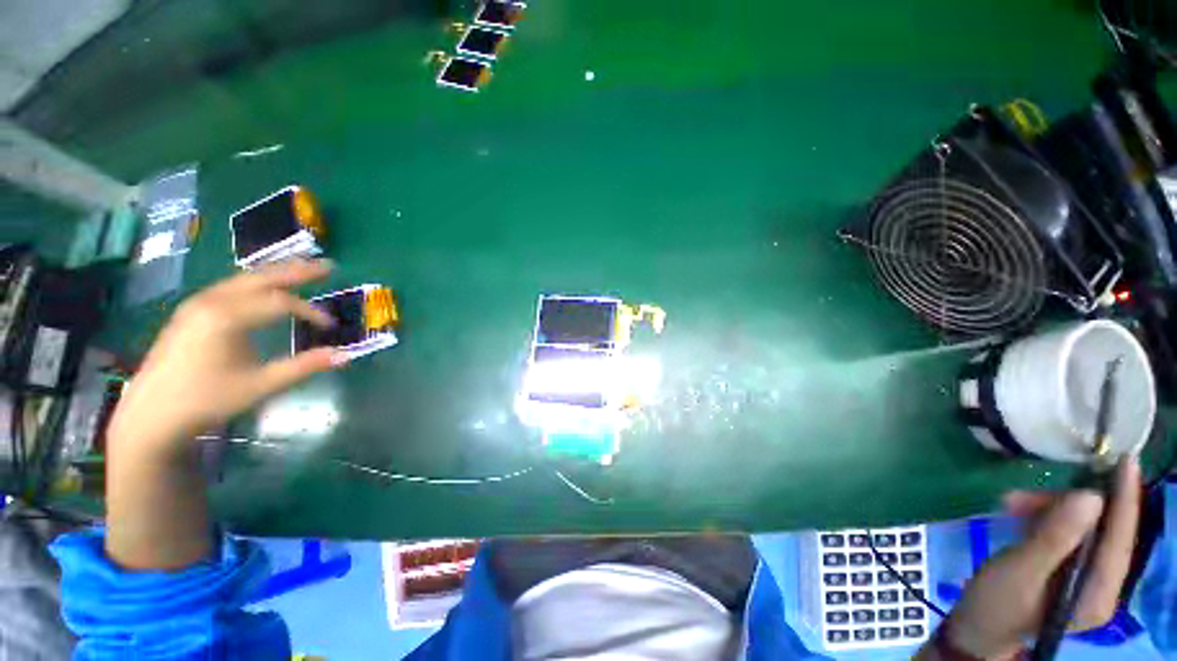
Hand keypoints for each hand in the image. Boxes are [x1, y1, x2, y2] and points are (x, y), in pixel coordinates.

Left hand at [109, 259, 341, 453]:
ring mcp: (197, 304)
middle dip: (297, 271)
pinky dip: (255, 282)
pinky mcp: (191, 312)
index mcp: (227, 317)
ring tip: (301, 268)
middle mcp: (211, 301)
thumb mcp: (260, 385)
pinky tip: (264, 286)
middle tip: (328, 266)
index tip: (330, 327)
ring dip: (275, 273)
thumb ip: (304, 366)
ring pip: (244, 279)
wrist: (151, 414)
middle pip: (262, 278)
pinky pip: (230, 287)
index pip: (281, 303)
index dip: (311, 312)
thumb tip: (346, 356)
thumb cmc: (207, 399)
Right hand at [938, 457, 1140, 658]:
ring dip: (1050, 510)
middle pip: (1103, 531)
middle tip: (1025, 495)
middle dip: (1068, 505)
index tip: (1126, 460)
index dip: (1125, 499)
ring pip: (1084, 529)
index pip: (1121, 538)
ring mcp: (1087, 580)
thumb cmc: (996, 603)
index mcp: (1098, 593)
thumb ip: (1055, 537)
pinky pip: (1069, 535)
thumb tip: (1091, 496)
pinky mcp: (1071, 573)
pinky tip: (1018, 514)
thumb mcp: (1019, 569)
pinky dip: (1045, 519)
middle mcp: (1103, 586)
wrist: (977, 627)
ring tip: (1011, 504)